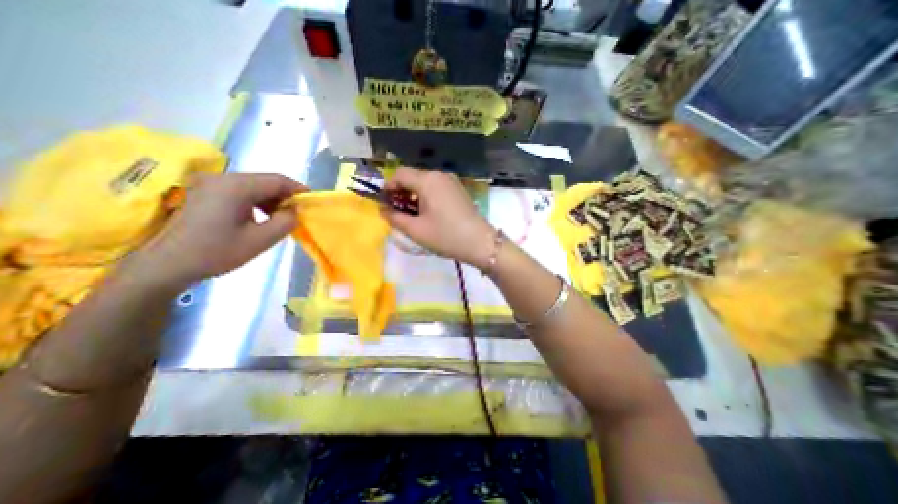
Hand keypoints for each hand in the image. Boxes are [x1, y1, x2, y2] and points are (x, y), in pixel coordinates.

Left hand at [135, 174, 305, 284]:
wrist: (167, 264)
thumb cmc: (216, 252)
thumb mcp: (260, 240)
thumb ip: (285, 222)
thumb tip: (295, 211)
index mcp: (236, 187)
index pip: (277, 180)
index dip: (298, 189)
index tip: (311, 202)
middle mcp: (223, 178)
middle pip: (265, 181)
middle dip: (285, 196)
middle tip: (297, 213)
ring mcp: (211, 184)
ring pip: (254, 185)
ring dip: (271, 199)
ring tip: (281, 217)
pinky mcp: (205, 192)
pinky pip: (241, 190)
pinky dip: (257, 201)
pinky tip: (260, 216)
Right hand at [382, 167, 493, 267]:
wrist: (480, 243)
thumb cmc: (446, 236)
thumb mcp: (416, 230)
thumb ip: (395, 218)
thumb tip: (382, 209)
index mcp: (428, 180)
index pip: (399, 174)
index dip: (387, 187)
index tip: (383, 203)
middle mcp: (440, 175)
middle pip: (412, 176)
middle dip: (400, 191)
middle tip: (396, 211)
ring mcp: (451, 181)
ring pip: (424, 182)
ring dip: (413, 194)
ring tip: (411, 214)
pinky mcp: (458, 189)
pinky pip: (436, 187)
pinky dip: (426, 196)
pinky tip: (427, 212)